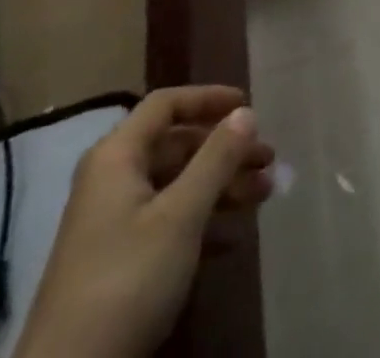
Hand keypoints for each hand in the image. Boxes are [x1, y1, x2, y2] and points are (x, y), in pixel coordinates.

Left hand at [15, 87, 275, 357]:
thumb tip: (245, 112)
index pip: (166, 105)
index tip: (248, 105)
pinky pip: (167, 220)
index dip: (208, 98)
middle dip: (225, 149)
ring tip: (264, 194)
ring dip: (220, 185)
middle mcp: (111, 180)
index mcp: (117, 157)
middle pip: (176, 145)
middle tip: (267, 159)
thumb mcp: (180, 216)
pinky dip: (202, 220)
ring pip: (176, 184)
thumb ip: (216, 159)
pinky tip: (234, 237)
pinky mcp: (117, 262)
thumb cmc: (126, 280)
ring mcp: (112, 223)